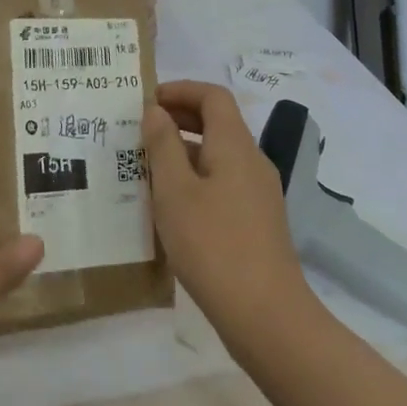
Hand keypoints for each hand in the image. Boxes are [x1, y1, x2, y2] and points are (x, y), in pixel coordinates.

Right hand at [143, 80, 312, 338]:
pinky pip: (223, 183)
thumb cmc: (212, 244)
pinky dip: (196, 178)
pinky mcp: (257, 222)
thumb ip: (163, 146)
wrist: (265, 315)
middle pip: (219, 123)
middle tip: (140, 130)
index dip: (180, 90)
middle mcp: (252, 162)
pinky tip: (171, 205)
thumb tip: (156, 111)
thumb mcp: (174, 191)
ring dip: (184, 151)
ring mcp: (258, 194)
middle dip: (180, 118)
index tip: (146, 101)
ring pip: (219, 155)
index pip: (213, 96)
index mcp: (235, 146)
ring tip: (146, 167)